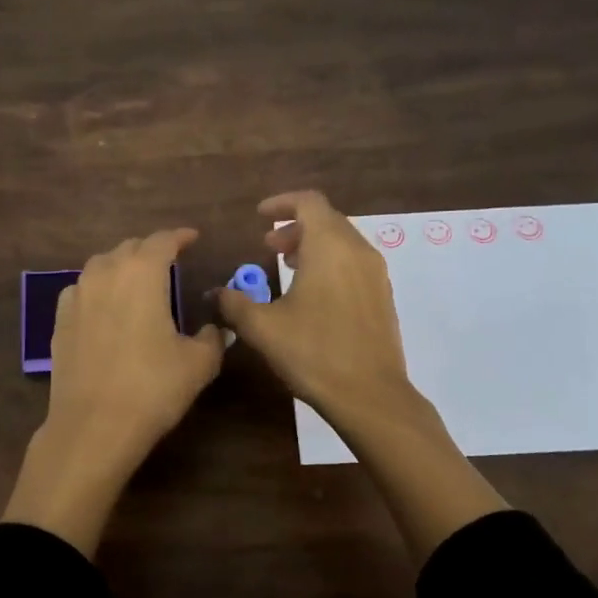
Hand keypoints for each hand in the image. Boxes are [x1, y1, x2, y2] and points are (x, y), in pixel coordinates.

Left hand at [3, 228, 224, 555]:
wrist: (93, 426)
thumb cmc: (152, 388)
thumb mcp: (198, 364)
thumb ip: (211, 338)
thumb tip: (213, 329)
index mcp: (142, 273)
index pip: (163, 241)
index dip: (180, 236)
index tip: (193, 238)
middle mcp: (105, 274)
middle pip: (129, 248)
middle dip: (151, 250)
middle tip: (169, 262)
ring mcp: (76, 296)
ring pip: (101, 266)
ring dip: (122, 266)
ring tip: (138, 281)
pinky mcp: (59, 321)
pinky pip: (82, 290)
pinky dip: (98, 289)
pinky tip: (106, 307)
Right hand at [217, 191, 506, 561]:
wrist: (370, 395)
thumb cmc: (314, 353)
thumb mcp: (263, 328)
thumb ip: (234, 303)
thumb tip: (214, 293)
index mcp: (329, 247)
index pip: (308, 202)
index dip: (281, 203)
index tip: (259, 217)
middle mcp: (358, 250)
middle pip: (327, 220)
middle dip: (295, 226)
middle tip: (268, 245)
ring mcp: (376, 273)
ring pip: (343, 241)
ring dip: (313, 245)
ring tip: (287, 265)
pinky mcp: (383, 296)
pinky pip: (354, 263)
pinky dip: (331, 263)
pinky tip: (313, 293)